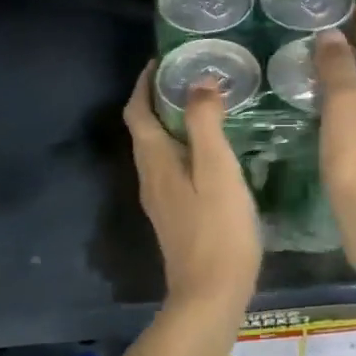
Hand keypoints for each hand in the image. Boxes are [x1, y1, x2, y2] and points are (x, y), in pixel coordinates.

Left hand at [123, 63, 261, 319]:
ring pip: (158, 149)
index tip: (164, 59)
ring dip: (172, 122)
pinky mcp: (175, 215)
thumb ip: (205, 123)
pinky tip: (213, 150)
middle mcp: (150, 176)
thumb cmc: (218, 229)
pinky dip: (184, 146)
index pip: (137, 111)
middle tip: (192, 76)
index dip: (144, 83)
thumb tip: (198, 82)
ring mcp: (161, 199)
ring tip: (205, 105)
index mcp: (155, 161)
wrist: (211, 295)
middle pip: (144, 128)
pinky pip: (172, 167)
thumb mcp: (217, 170)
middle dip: (159, 98)